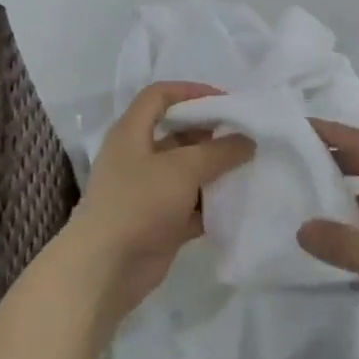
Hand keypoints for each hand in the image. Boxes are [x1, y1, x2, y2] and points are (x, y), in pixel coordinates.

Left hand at [69, 82, 254, 318]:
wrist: (106, 267)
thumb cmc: (139, 203)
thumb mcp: (183, 168)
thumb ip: (220, 151)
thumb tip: (248, 140)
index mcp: (132, 132)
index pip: (160, 95)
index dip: (191, 91)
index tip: (226, 102)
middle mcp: (139, 157)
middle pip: (179, 134)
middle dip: (213, 134)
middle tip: (248, 138)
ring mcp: (149, 191)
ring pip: (189, 172)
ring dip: (217, 171)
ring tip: (252, 168)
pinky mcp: (161, 222)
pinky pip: (193, 205)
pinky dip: (213, 204)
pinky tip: (241, 203)